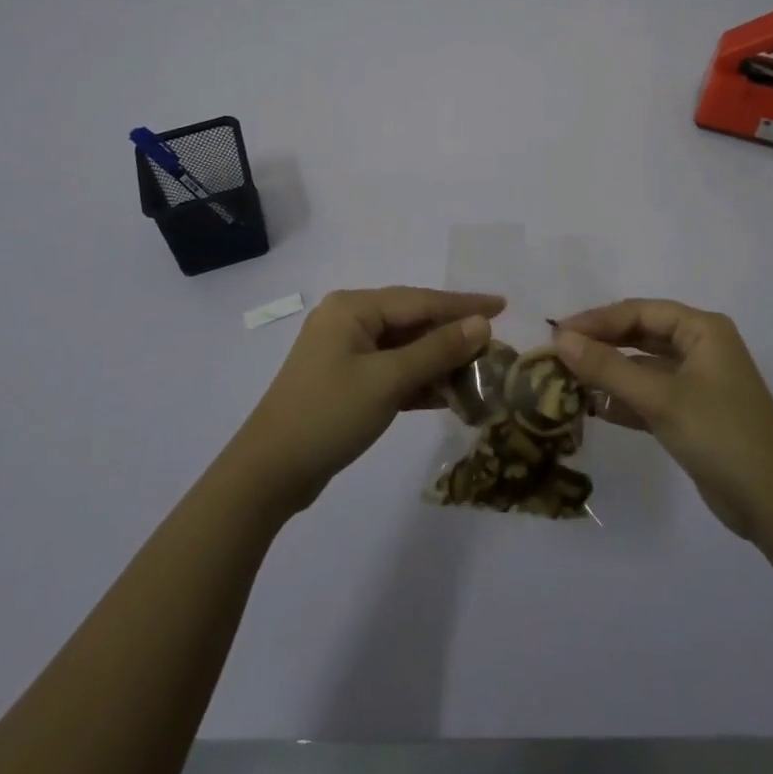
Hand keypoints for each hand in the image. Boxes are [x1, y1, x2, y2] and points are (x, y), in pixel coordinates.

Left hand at [227, 287, 504, 516]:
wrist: (269, 473)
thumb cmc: (329, 415)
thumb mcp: (388, 380)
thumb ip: (437, 350)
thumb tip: (481, 324)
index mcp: (353, 307)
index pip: (420, 300)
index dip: (464, 305)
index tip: (503, 305)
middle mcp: (349, 321)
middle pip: (413, 322)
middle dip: (453, 336)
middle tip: (495, 345)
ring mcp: (346, 353)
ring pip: (405, 349)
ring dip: (439, 363)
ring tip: (480, 374)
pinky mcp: (347, 383)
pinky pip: (393, 372)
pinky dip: (419, 383)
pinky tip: (449, 396)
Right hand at [553, 299, 772, 538]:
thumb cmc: (721, 435)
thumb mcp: (660, 398)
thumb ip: (608, 368)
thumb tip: (559, 339)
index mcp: (702, 329)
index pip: (639, 312)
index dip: (597, 320)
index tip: (557, 333)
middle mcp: (700, 347)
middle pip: (639, 335)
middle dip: (599, 344)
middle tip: (556, 354)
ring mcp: (696, 382)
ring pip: (641, 367)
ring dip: (607, 373)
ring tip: (564, 380)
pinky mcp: (690, 414)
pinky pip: (648, 395)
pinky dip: (621, 400)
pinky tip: (590, 408)